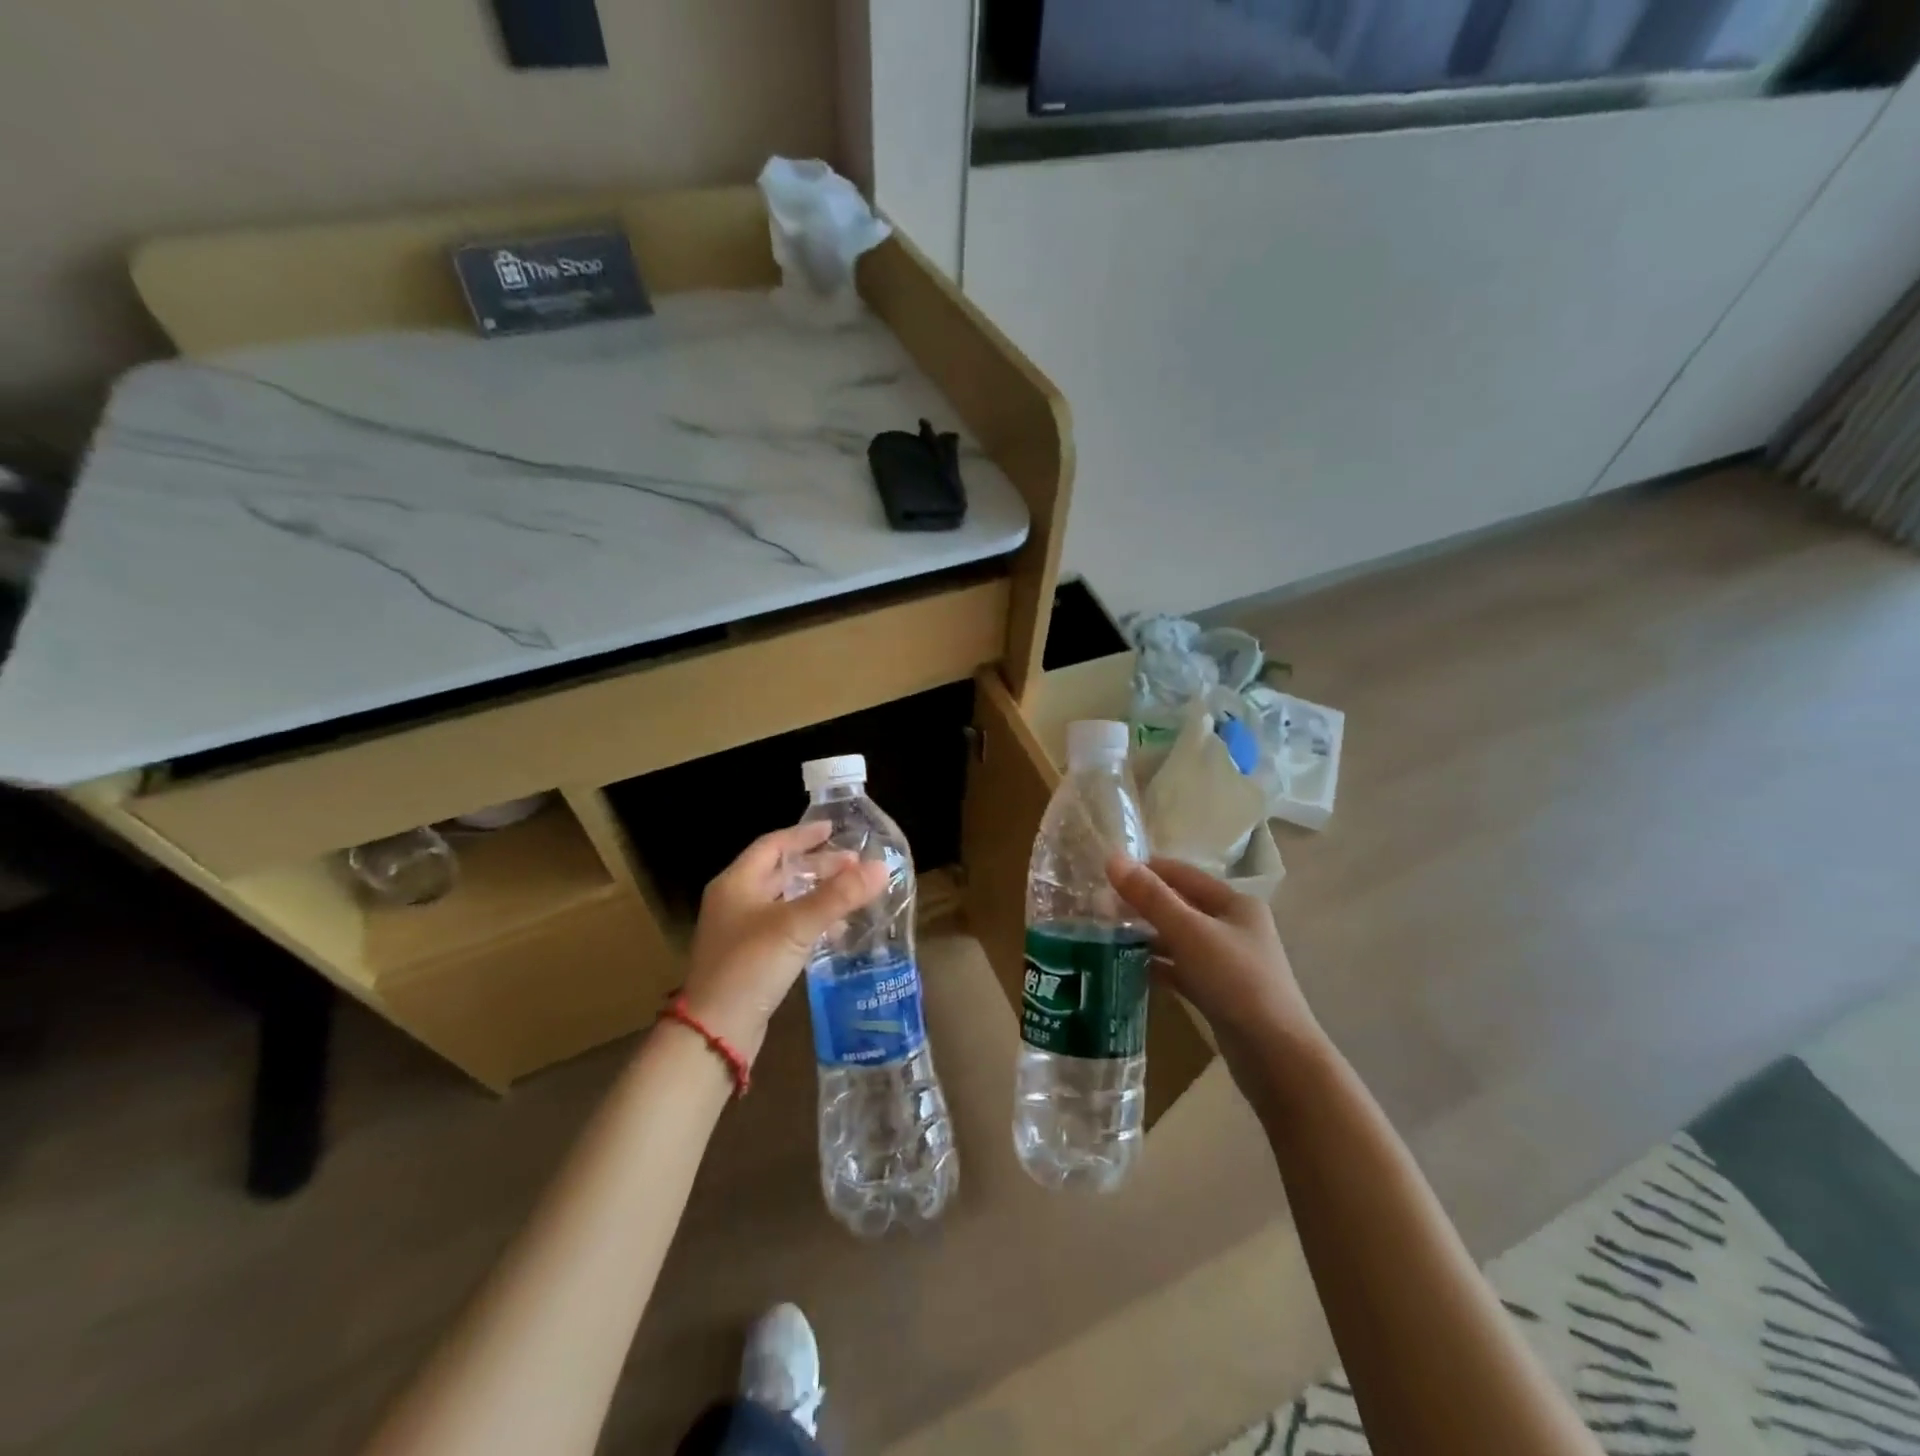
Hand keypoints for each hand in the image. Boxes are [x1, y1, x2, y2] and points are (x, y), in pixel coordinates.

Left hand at [680, 822, 888, 1060]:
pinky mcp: (749, 958)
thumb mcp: (796, 926)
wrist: (715, 1032)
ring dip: (816, 894)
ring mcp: (740, 931)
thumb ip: (838, 896)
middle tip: (853, 866)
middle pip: (780, 872)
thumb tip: (880, 867)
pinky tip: (834, 932)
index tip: (834, 829)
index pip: (773, 845)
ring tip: (850, 894)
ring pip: (784, 900)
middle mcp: (734, 901)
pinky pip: (784, 927)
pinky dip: (809, 921)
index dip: (804, 835)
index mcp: (736, 883)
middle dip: (817, 866)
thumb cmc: (749, 966)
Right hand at [1107, 855, 1319, 1058]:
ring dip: (1146, 935)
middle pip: (1179, 905)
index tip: (1104, 874)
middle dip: (1141, 904)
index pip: (1182, 874)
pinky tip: (1126, 966)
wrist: (1276, 1056)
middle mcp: (1233, 927)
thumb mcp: (1190, 932)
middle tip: (1097, 906)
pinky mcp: (1217, 992)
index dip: (1145, 870)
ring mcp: (1226, 962)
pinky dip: (1156, 965)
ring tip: (1104, 934)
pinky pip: (1180, 969)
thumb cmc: (1236, 981)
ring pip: (1177, 938)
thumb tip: (1112, 858)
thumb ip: (1151, 897)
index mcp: (1235, 903)